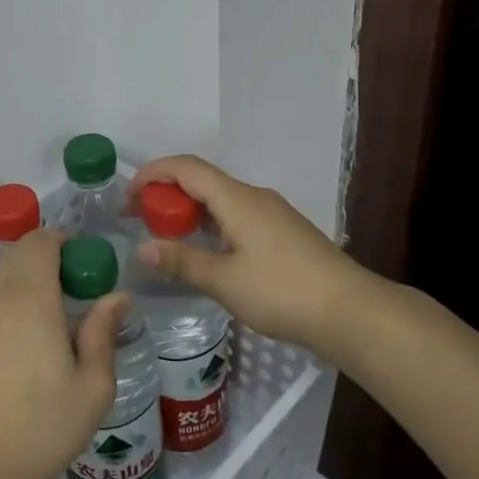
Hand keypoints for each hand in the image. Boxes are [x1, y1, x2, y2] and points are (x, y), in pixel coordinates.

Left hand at [0, 230, 125, 478]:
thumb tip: (115, 297)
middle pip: (16, 255)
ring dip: (25, 284)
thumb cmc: (43, 429)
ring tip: (53, 324)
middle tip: (74, 291)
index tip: (85, 265)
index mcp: (30, 298)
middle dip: (45, 258)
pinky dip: (8, 308)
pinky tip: (24, 350)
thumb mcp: (92, 387)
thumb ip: (103, 333)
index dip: (63, 241)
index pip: (39, 242)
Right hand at [129, 154, 372, 352]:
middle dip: (166, 194)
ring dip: (189, 211)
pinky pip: (237, 215)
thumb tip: (142, 249)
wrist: (351, 311)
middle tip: (140, 220)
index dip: (152, 173)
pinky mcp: (284, 233)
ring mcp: (272, 214)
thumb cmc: (282, 291)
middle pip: (202, 180)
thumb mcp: (224, 281)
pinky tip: (206, 252)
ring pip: (220, 200)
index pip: (186, 167)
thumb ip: (181, 261)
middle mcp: (254, 197)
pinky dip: (211, 224)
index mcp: (237, 198)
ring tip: (166, 237)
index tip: (128, 197)